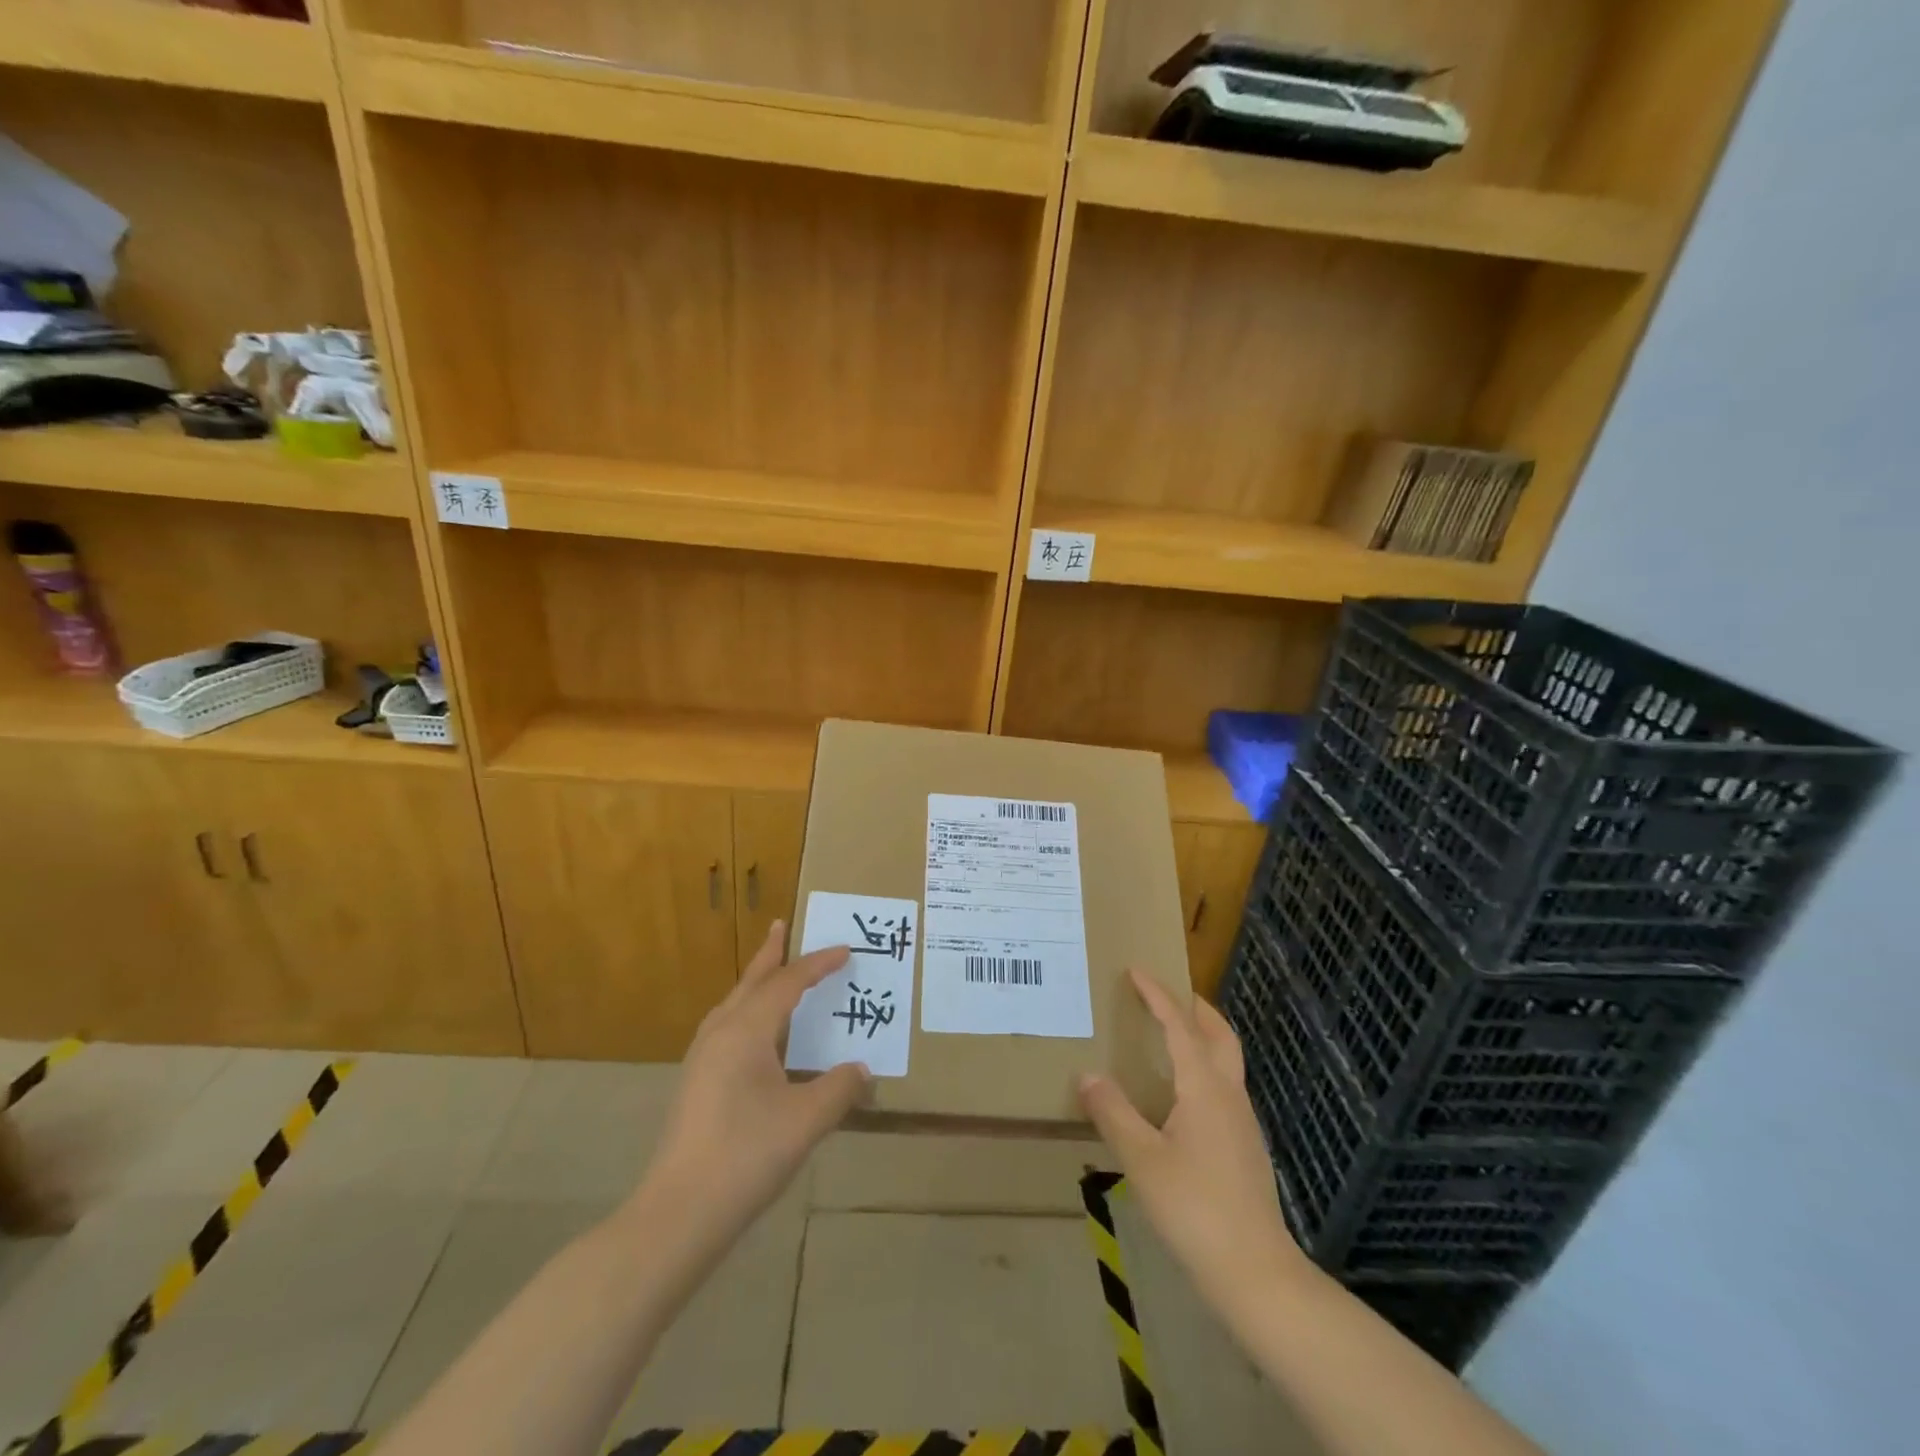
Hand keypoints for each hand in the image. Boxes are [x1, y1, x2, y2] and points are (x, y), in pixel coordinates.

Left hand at [639, 921, 870, 1242]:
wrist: (678, 1213)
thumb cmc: (746, 1155)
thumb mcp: (806, 1120)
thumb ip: (839, 1089)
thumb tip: (862, 1070)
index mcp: (746, 1031)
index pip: (787, 983)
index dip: (818, 965)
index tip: (845, 950)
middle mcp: (720, 1033)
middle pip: (751, 982)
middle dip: (770, 955)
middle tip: (782, 926)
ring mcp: (701, 1059)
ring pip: (734, 1005)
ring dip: (756, 983)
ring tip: (772, 972)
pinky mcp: (695, 1083)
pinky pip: (726, 1027)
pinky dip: (747, 1012)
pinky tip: (756, 1035)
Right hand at [1078, 969, 1302, 1302]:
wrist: (1256, 1273)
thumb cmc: (1195, 1209)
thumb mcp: (1142, 1160)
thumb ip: (1113, 1113)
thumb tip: (1087, 1075)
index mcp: (1204, 1088)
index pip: (1179, 1026)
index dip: (1158, 995)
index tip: (1137, 970)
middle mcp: (1229, 1095)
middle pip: (1219, 1035)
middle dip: (1195, 1008)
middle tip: (1166, 994)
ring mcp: (1242, 1122)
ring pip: (1226, 1062)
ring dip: (1202, 1037)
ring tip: (1169, 1038)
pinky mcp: (1245, 1147)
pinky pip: (1224, 1088)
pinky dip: (1204, 1069)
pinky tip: (1181, 1096)